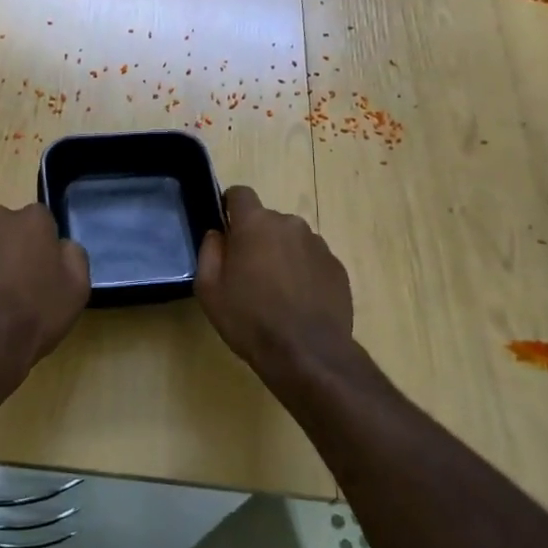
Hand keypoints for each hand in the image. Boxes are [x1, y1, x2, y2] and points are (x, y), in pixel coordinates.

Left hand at [0, 204, 90, 378]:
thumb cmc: (36, 314)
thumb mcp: (77, 288)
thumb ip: (72, 255)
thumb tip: (61, 246)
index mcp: (31, 219)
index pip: (41, 222)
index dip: (43, 247)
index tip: (42, 271)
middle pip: (7, 228)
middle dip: (11, 248)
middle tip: (16, 284)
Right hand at [195, 186, 354, 375]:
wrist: (307, 353)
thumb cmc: (249, 319)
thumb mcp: (209, 290)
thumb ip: (209, 252)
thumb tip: (218, 234)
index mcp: (256, 224)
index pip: (240, 193)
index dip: (230, 207)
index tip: (227, 229)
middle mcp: (290, 224)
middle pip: (267, 220)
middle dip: (257, 238)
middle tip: (248, 273)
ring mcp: (318, 245)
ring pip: (291, 240)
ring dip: (282, 255)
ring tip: (276, 292)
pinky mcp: (337, 267)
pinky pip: (312, 260)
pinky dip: (303, 273)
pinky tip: (298, 302)